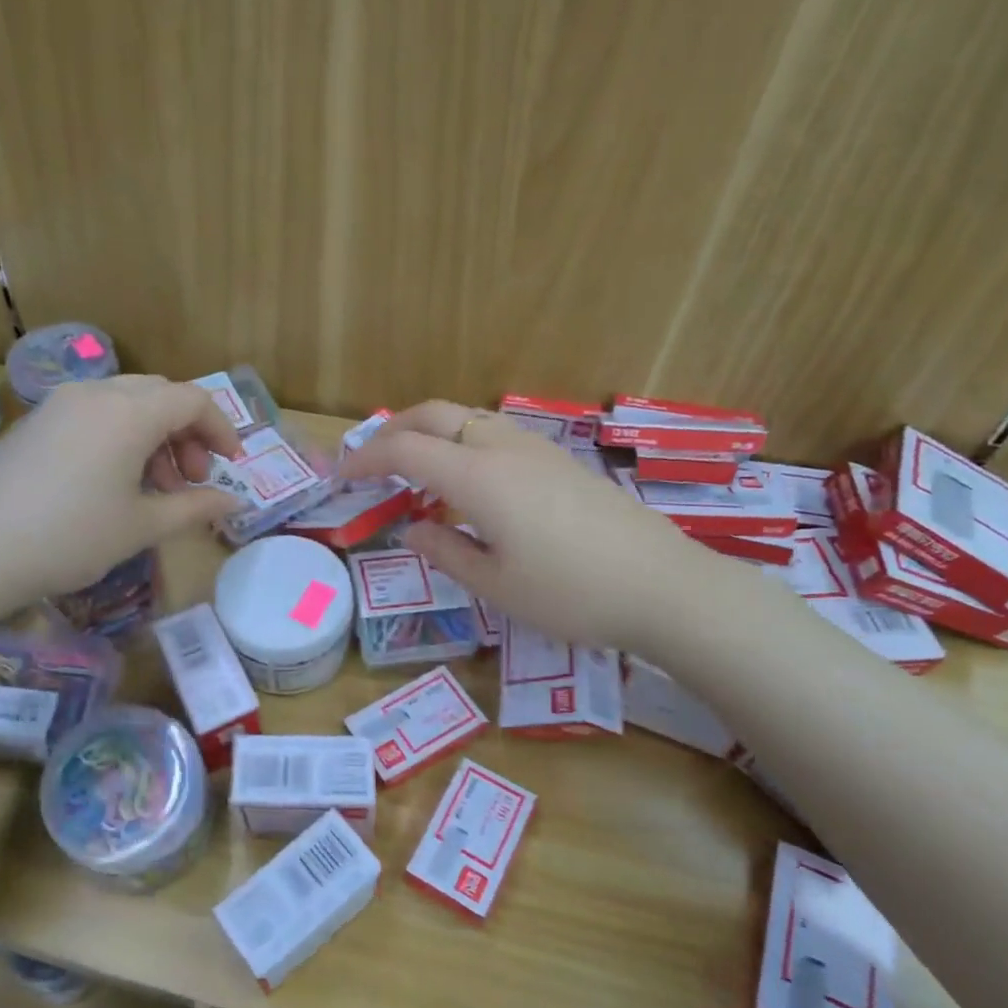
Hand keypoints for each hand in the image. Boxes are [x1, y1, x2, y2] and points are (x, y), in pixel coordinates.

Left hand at [0, 375, 243, 605]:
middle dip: (187, 433)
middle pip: (160, 395)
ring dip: (154, 436)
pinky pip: (94, 414)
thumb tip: (237, 502)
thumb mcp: (142, 526)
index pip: (193, 400)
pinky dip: (120, 437)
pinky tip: (114, 483)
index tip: (232, 466)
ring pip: (126, 403)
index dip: (221, 430)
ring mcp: (60, 404)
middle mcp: (95, 393)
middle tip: (191, 480)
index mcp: (129, 411)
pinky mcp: (36, 422)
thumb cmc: (71, 537)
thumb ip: (195, 507)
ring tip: (156, 489)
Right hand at [339, 401, 716, 650]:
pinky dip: (461, 444)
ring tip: (414, 474)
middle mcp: (504, 448)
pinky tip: (468, 486)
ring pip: (467, 418)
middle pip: (434, 413)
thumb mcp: (496, 585)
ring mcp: (537, 449)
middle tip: (370, 461)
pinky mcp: (560, 460)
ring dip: (430, 434)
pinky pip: (494, 434)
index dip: (365, 459)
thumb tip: (413, 530)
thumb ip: (446, 552)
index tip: (342, 477)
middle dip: (393, 429)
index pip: (404, 450)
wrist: (666, 587)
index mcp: (479, 477)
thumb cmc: (571, 594)